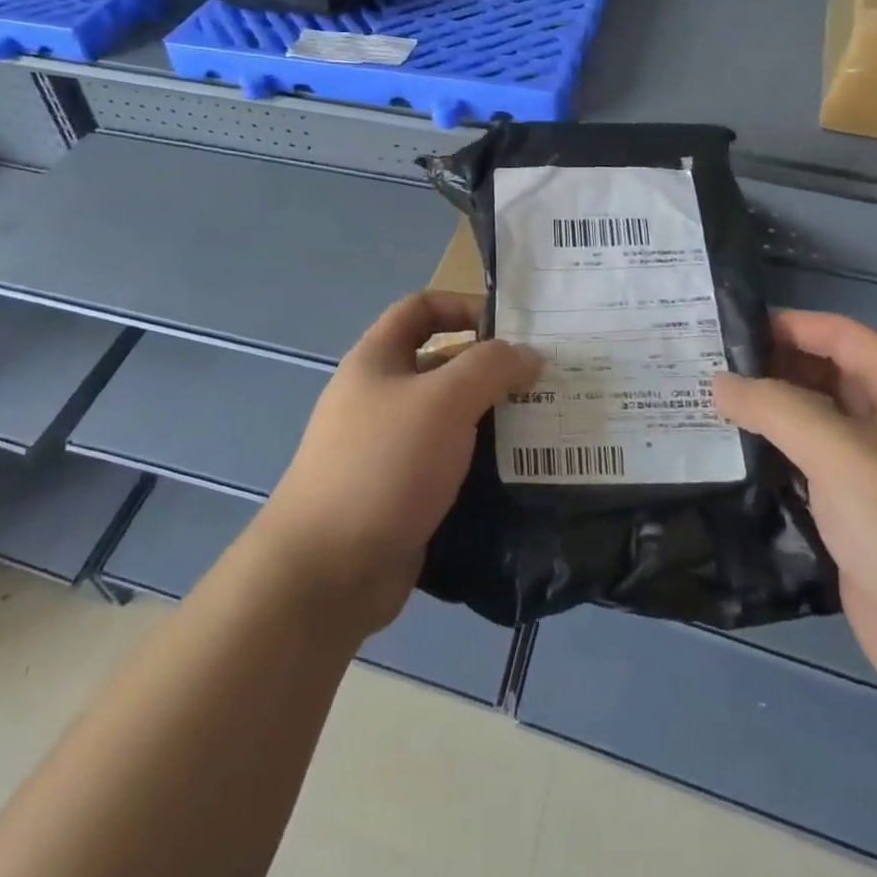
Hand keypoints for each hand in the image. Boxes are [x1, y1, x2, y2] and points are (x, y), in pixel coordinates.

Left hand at [257, 291, 541, 635]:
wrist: (328, 570)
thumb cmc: (384, 464)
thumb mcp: (443, 400)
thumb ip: (490, 368)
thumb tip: (528, 354)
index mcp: (377, 359)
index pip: (421, 308)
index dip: (464, 306)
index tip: (513, 329)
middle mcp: (381, 396)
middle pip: (442, 365)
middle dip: (492, 370)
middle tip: (548, 384)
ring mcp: (390, 448)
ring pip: (451, 419)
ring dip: (494, 421)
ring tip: (547, 429)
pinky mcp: (403, 493)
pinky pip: (450, 465)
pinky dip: (482, 465)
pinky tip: (522, 475)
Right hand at [712, 311, 876, 721]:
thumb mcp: (840, 454)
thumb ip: (774, 408)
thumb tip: (720, 382)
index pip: (840, 335)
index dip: (788, 324)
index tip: (726, 330)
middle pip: (826, 376)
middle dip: (771, 367)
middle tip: (704, 368)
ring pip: (814, 425)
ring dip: (767, 414)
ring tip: (704, 407)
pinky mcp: (859, 519)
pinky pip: (809, 471)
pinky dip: (773, 458)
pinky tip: (730, 459)